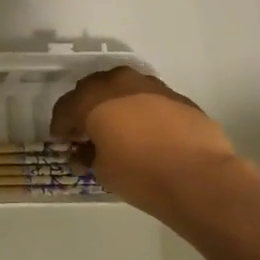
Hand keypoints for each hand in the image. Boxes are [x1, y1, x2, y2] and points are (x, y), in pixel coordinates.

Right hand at [48, 66, 249, 220]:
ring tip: (116, 131)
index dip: (60, 126)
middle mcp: (120, 83)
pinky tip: (145, 133)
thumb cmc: (139, 174)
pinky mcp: (177, 96)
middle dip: (85, 109)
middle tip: (85, 133)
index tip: (61, 142)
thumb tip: (84, 151)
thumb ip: (87, 154)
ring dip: (114, 106)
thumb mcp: (102, 170)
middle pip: (92, 90)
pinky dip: (139, 111)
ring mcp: (151, 86)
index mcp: (93, 98)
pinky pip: (147, 99)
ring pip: (122, 89)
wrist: (199, 176)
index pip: (65, 107)